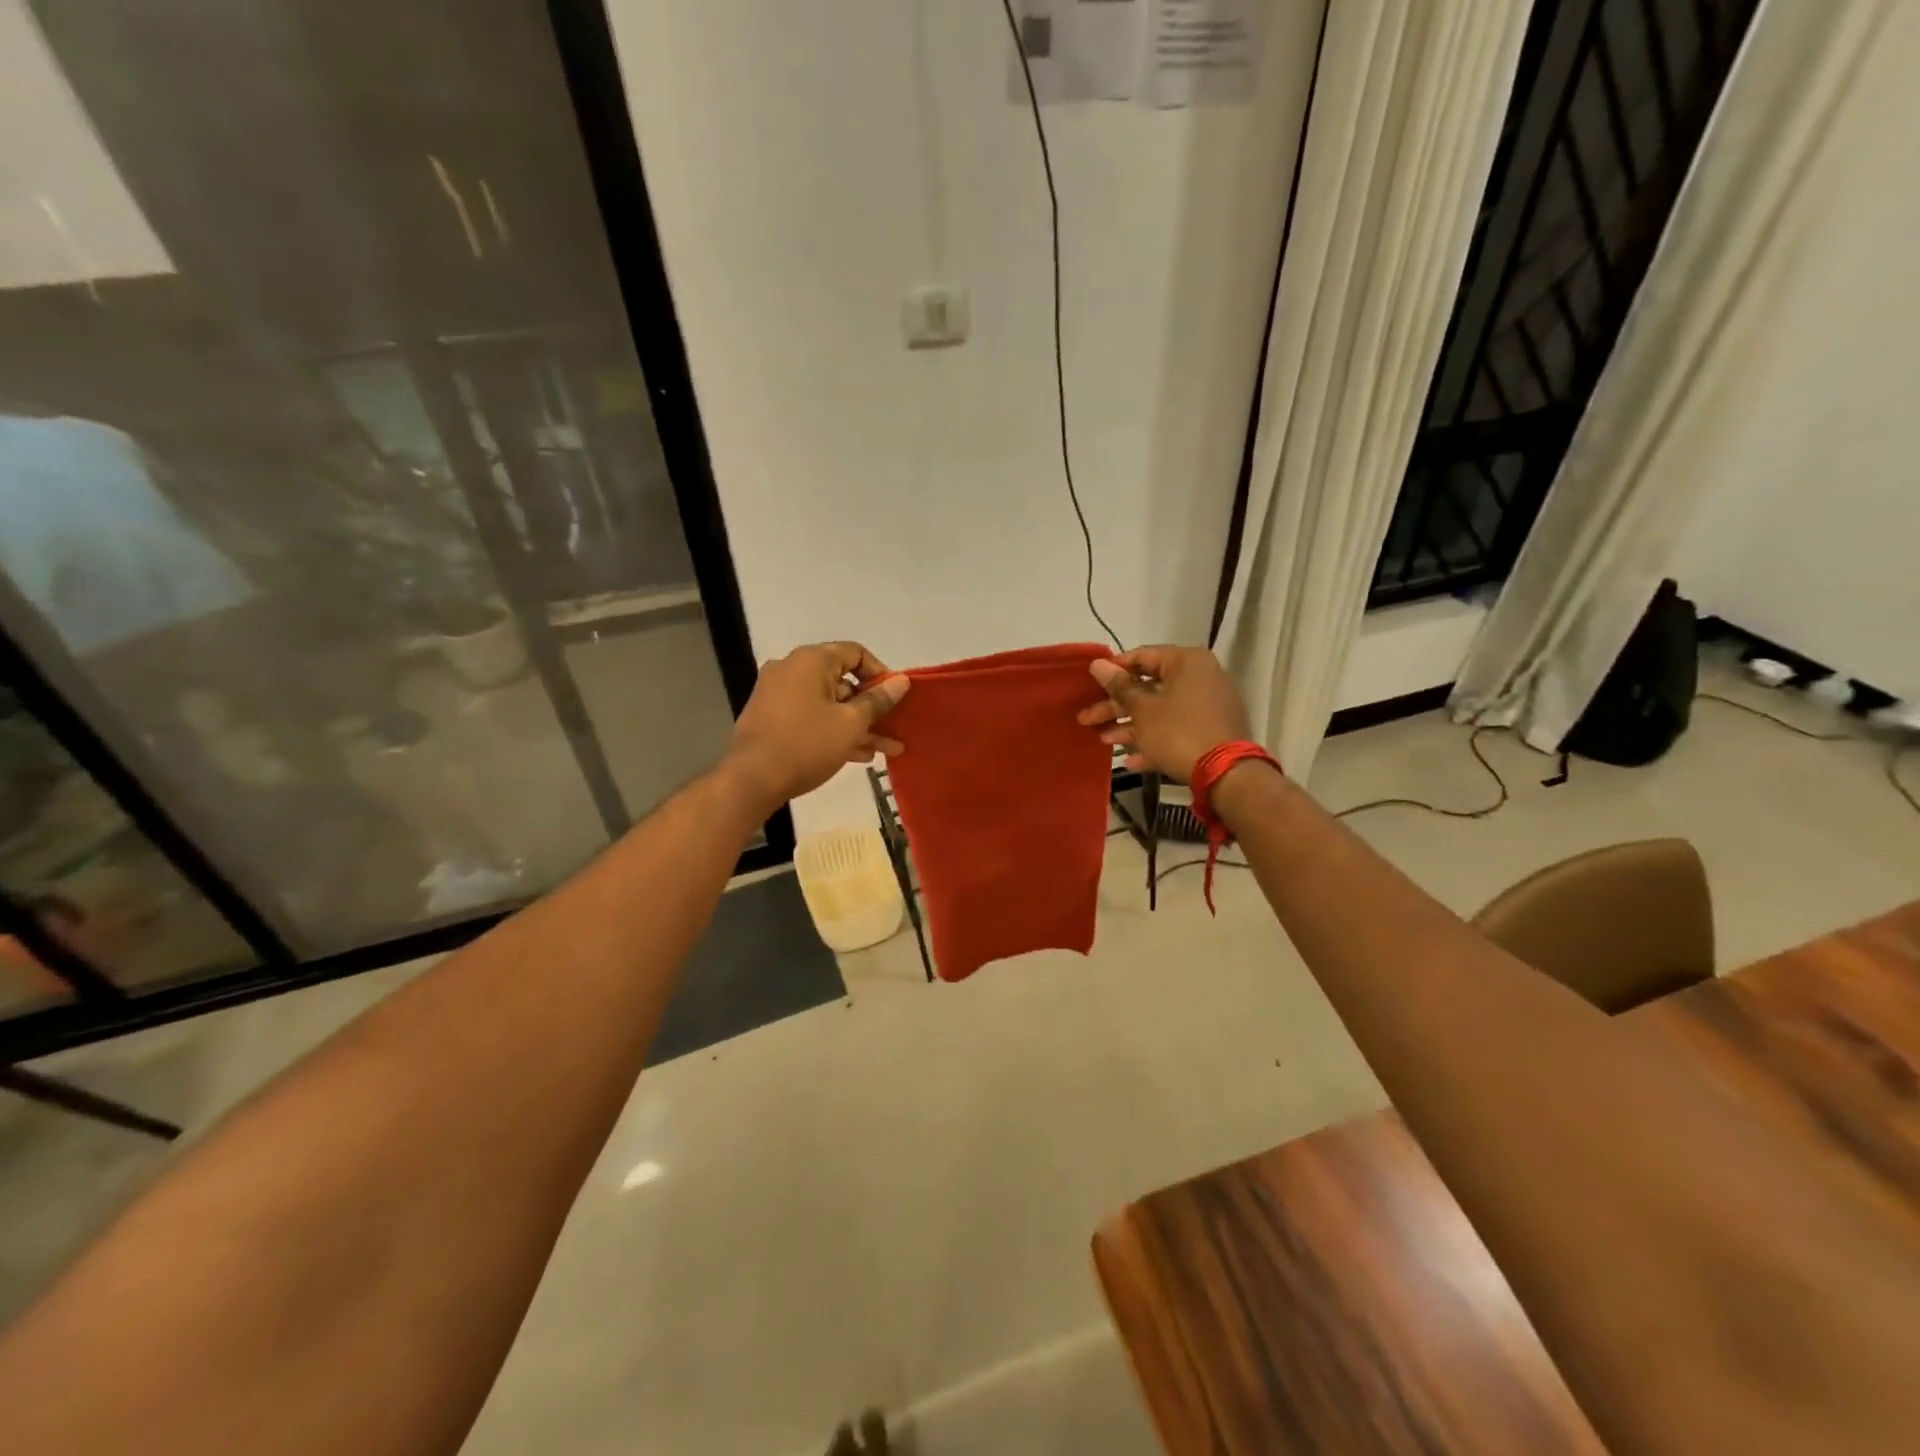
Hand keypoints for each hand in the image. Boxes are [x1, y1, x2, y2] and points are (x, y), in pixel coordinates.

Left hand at [725, 642, 909, 809]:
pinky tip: (859, 755)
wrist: (751, 780)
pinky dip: (834, 730)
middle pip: (843, 681)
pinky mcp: (772, 719)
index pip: (855, 653)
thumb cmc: (806, 744)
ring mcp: (779, 695)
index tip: (896, 698)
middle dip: (873, 708)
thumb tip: (901, 682)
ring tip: (886, 750)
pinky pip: (812, 717)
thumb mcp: (851, 724)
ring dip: (858, 725)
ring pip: (829, 704)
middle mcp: (791, 670)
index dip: (881, 674)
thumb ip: (878, 700)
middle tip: (895, 729)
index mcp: (810, 661)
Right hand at [1078, 645, 1251, 783]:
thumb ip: (1119, 686)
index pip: (1141, 657)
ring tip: (1102, 741)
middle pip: (1148, 687)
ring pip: (1159, 711)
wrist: (1226, 775)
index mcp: (1186, 662)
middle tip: (1086, 718)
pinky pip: (1175, 730)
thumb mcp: (1143, 709)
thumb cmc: (1179, 732)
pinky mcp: (1209, 731)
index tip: (1090, 685)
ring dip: (1130, 726)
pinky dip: (1153, 741)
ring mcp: (1206, 706)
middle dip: (1115, 707)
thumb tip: (1097, 664)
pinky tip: (1131, 761)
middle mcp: (1199, 678)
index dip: (1113, 671)